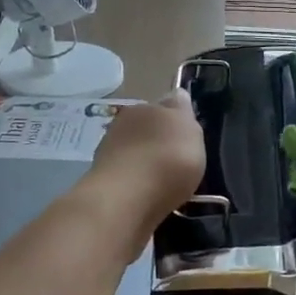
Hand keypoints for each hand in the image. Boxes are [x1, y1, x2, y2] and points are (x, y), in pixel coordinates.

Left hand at [88, 90, 204, 229]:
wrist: (127, 199)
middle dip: (160, 141)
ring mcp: (110, 154)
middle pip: (147, 129)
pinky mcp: (106, 183)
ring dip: (149, 163)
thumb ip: (183, 111)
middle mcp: (123, 125)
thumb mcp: (188, 127)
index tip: (189, 134)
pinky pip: (130, 178)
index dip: (178, 116)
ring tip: (167, 183)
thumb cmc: (166, 157)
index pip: (165, 104)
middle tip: (180, 160)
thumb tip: (177, 96)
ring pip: (136, 153)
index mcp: (145, 107)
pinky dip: (140, 184)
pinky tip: (152, 196)